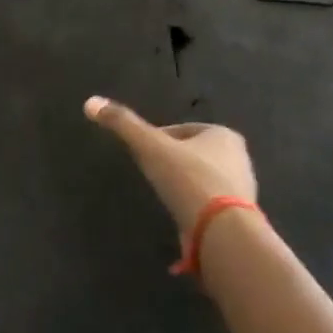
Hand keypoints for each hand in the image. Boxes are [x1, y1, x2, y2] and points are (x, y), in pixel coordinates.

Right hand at [84, 95, 255, 233]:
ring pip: (202, 179)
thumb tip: (90, 102)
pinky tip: (181, 216)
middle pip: (193, 154)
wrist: (223, 230)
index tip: (143, 154)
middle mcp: (239, 157)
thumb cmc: (188, 178)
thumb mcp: (149, 147)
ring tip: (165, 197)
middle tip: (152, 175)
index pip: (181, 130)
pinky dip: (195, 207)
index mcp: (223, 134)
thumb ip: (122, 124)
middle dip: (173, 162)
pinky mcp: (241, 216)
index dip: (158, 140)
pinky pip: (210, 204)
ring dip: (185, 185)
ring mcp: (242, 188)